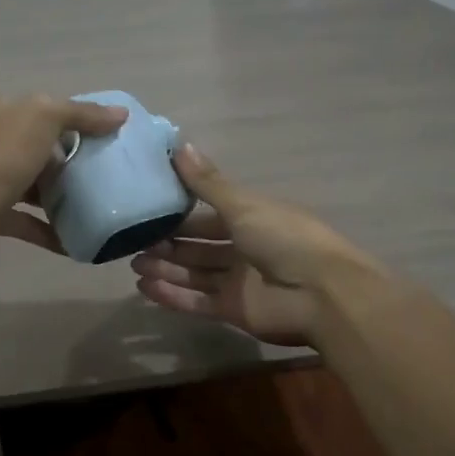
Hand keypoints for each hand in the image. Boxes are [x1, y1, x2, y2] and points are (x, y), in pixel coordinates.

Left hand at [0, 94, 127, 260]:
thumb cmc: (2, 156)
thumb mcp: (46, 118)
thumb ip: (83, 114)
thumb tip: (120, 114)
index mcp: (4, 113)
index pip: (45, 111)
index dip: (77, 121)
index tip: (107, 139)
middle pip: (40, 149)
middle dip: (71, 162)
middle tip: (105, 176)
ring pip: (33, 186)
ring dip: (61, 198)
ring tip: (95, 208)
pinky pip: (27, 222)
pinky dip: (50, 231)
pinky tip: (75, 243)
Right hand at [130, 145, 382, 346]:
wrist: (321, 295)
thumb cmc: (285, 238)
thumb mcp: (244, 205)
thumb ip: (208, 182)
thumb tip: (179, 144)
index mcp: (254, 219)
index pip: (211, 216)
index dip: (182, 214)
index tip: (150, 210)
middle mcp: (246, 250)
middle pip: (200, 247)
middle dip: (169, 244)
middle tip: (133, 242)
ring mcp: (240, 283)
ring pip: (195, 274)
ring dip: (166, 269)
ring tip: (134, 264)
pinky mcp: (234, 311)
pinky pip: (197, 302)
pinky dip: (172, 296)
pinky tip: (145, 288)